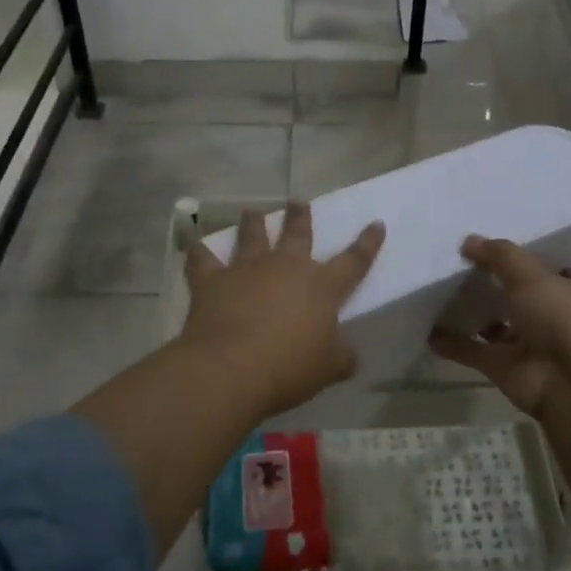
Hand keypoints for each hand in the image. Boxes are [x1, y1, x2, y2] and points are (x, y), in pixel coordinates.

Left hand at [180, 202, 384, 420]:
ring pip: (252, 236)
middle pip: (297, 233)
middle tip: (298, 201)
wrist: (231, 368)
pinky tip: (194, 246)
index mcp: (322, 287)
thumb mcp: (330, 369)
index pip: (354, 261)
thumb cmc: (289, 368)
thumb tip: (349, 354)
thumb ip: (342, 357)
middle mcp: (286, 267)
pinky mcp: (213, 280)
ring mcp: (247, 269)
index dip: (368, 243)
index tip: (376, 223)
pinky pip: (202, 260)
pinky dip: (198, 253)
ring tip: (252, 212)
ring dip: (253, 223)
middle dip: (300, 216)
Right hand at [429, 235, 570, 421]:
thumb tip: (468, 241)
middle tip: (452, 263)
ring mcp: (523, 343)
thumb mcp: (532, 276)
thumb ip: (500, 256)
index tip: (487, 243)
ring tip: (435, 292)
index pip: (540, 268)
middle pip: (512, 295)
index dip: (516, 257)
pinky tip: (427, 331)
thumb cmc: (561, 319)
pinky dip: (451, 343)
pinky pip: (471, 351)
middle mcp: (546, 315)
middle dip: (487, 282)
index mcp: (564, 289)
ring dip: (468, 313)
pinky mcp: (502, 367)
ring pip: (491, 324)